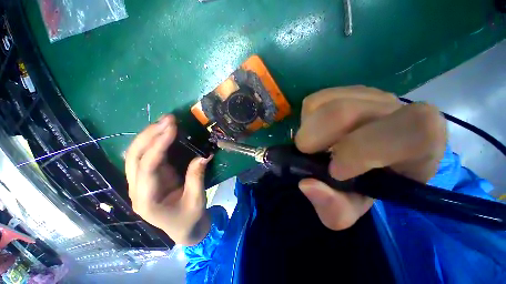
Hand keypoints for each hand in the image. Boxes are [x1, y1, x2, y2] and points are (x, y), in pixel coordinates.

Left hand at [125, 115, 211, 244]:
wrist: (184, 229)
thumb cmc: (189, 218)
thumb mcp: (196, 200)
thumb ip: (196, 178)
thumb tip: (202, 156)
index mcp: (147, 200)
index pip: (147, 167)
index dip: (159, 145)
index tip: (172, 127)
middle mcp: (137, 190)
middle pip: (134, 157)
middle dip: (150, 135)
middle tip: (168, 119)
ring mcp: (140, 183)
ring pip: (135, 155)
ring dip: (149, 136)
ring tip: (165, 122)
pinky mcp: (148, 178)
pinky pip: (145, 156)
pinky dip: (153, 142)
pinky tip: (162, 133)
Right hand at [295, 86, 445, 229]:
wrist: (365, 161)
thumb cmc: (366, 186)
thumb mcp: (351, 208)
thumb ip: (334, 208)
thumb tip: (307, 185)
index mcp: (420, 142)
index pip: (411, 131)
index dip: (364, 150)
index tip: (334, 171)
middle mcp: (395, 109)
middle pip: (347, 111)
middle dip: (318, 135)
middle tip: (308, 153)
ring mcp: (366, 95)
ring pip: (326, 104)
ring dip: (309, 128)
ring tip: (315, 144)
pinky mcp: (342, 92)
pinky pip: (316, 100)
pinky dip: (307, 118)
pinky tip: (316, 130)